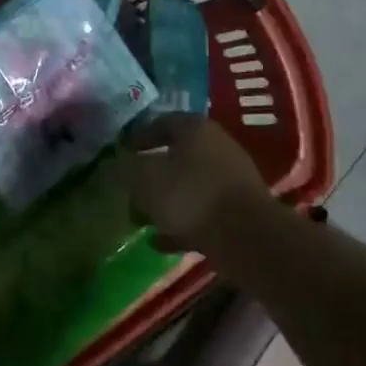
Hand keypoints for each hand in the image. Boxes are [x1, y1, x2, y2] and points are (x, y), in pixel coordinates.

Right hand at [115, 114, 274, 262]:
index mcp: (196, 129)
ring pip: (189, 187)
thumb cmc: (191, 196)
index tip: (121, 152)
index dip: (139, 136)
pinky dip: (181, 225)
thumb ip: (126, 169)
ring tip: (140, 220)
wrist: (248, 239)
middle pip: (177, 156)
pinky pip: (203, 214)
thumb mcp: (146, 179)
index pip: (163, 122)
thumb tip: (117, 164)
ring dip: (165, 202)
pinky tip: (160, 243)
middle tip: (129, 190)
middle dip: (151, 174)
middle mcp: (217, 148)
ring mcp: (232, 181)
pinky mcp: (239, 213)